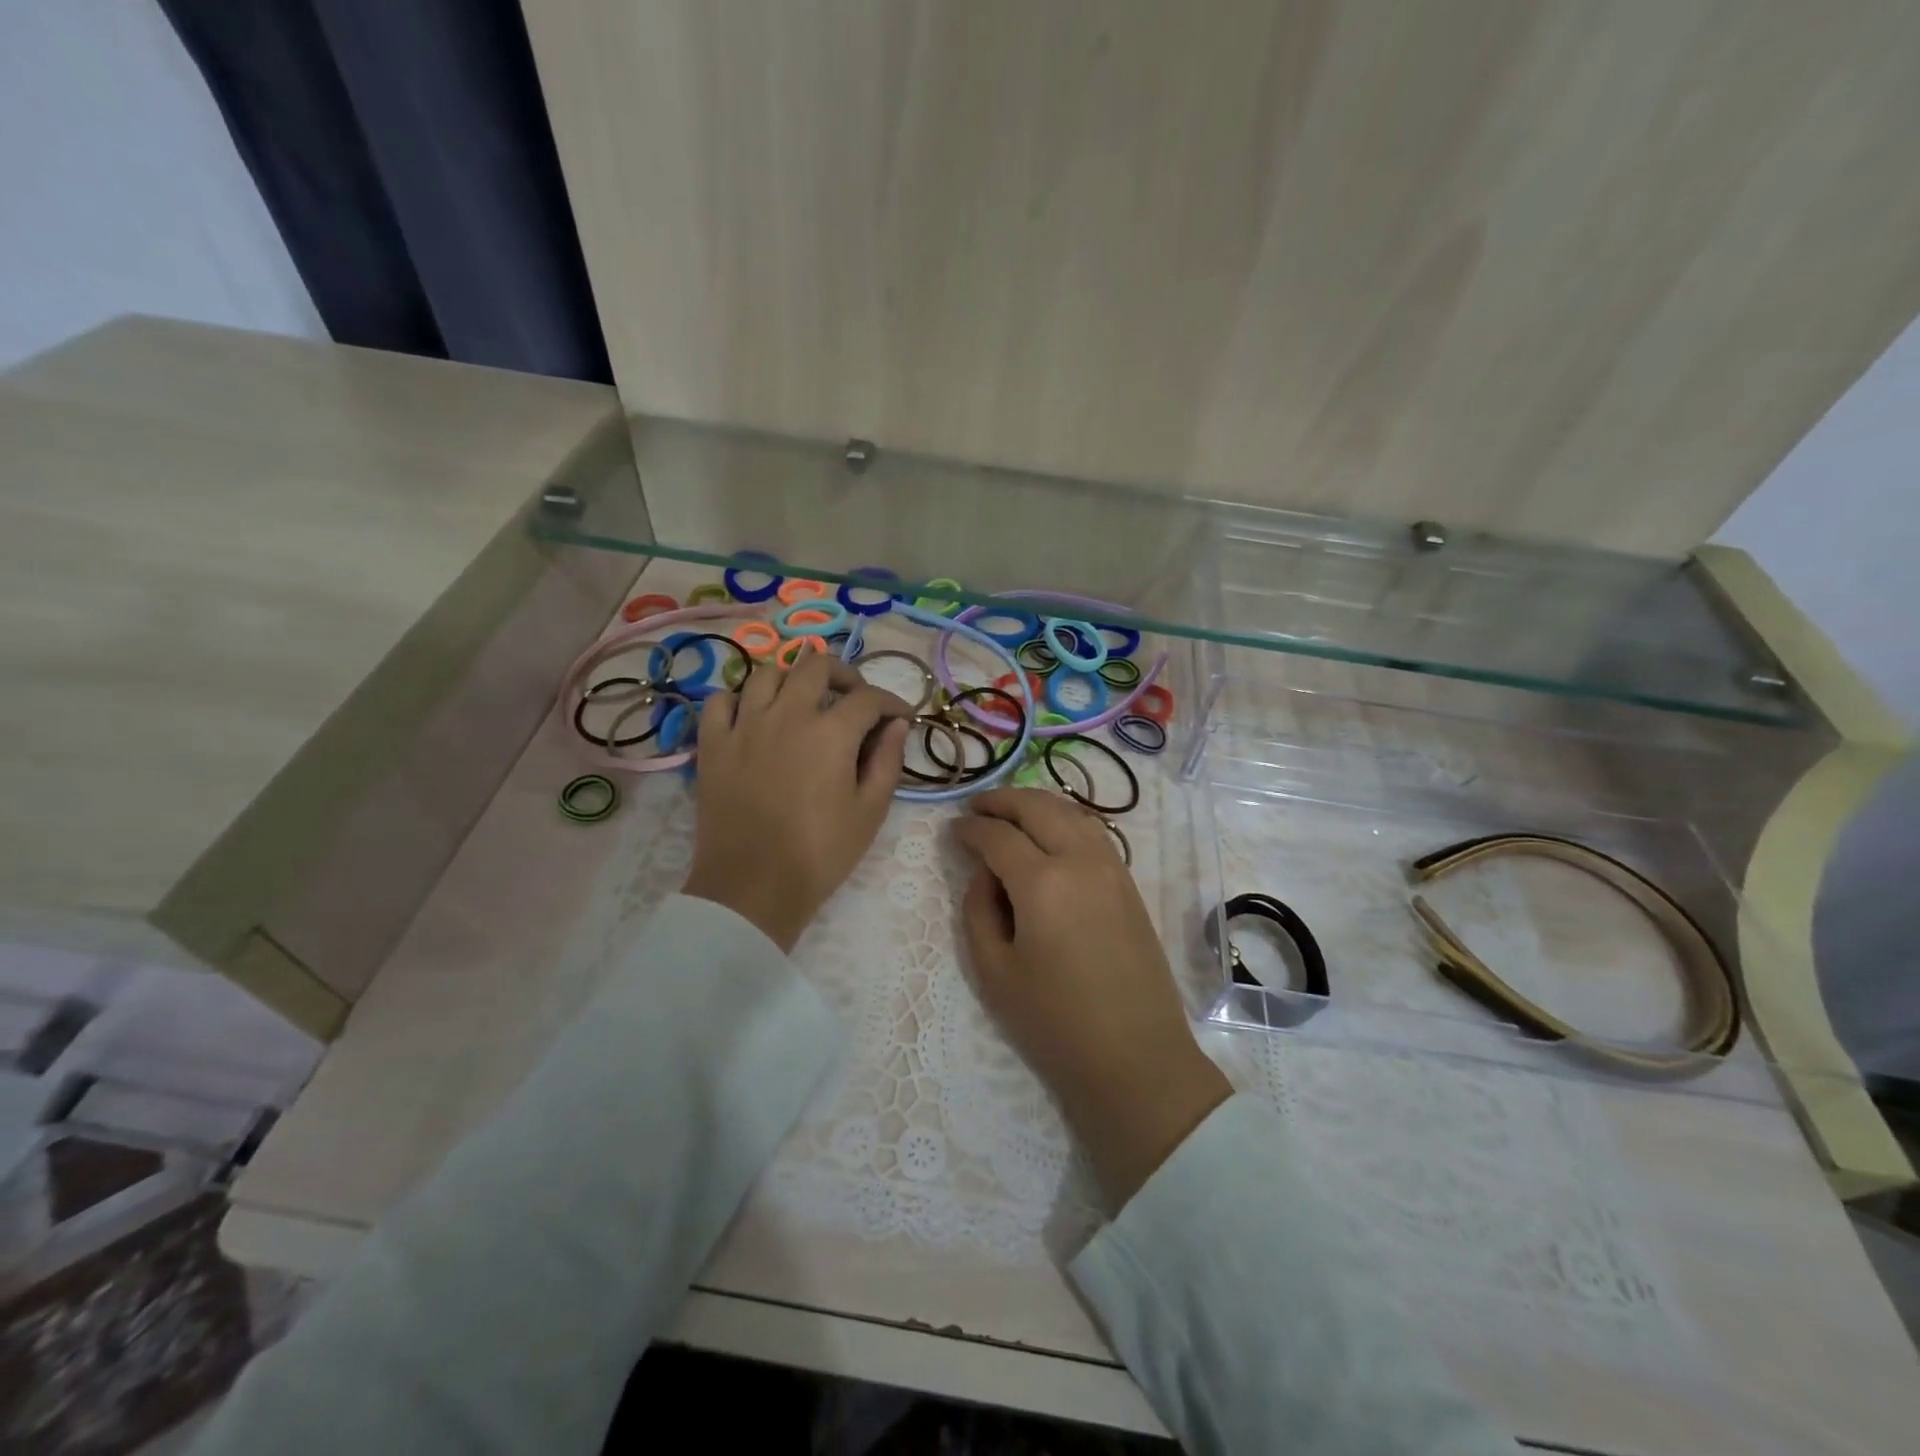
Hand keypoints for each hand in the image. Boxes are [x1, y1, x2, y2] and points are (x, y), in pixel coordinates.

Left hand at [682, 652, 909, 951]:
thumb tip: (897, 725)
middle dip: (844, 674)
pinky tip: (753, 715)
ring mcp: (744, 726)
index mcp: (831, 733)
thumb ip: (888, 761)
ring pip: (766, 673)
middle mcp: (787, 715)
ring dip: (792, 679)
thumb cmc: (820, 853)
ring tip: (804, 701)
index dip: (892, 703)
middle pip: (815, 666)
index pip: (868, 697)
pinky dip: (739, 699)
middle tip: (854, 698)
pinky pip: (720, 701)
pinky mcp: (712, 745)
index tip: (901, 717)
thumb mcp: (870, 811)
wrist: (753, 888)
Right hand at [951, 788, 1230, 1207]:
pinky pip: (1092, 831)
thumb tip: (985, 873)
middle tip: (976, 807)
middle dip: (1002, 800)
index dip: (970, 828)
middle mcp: (1081, 860)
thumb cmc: (1054, 1023)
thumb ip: (978, 910)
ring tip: (1009, 813)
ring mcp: (1112, 867)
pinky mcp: (1129, 882)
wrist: (1135, 1058)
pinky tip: (1049, 834)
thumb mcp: (994, 971)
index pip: (998, 835)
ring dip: (1036, 804)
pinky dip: (1064, 819)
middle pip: (1037, 807)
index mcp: (1043, 882)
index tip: (952, 829)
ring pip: (1070, 811)